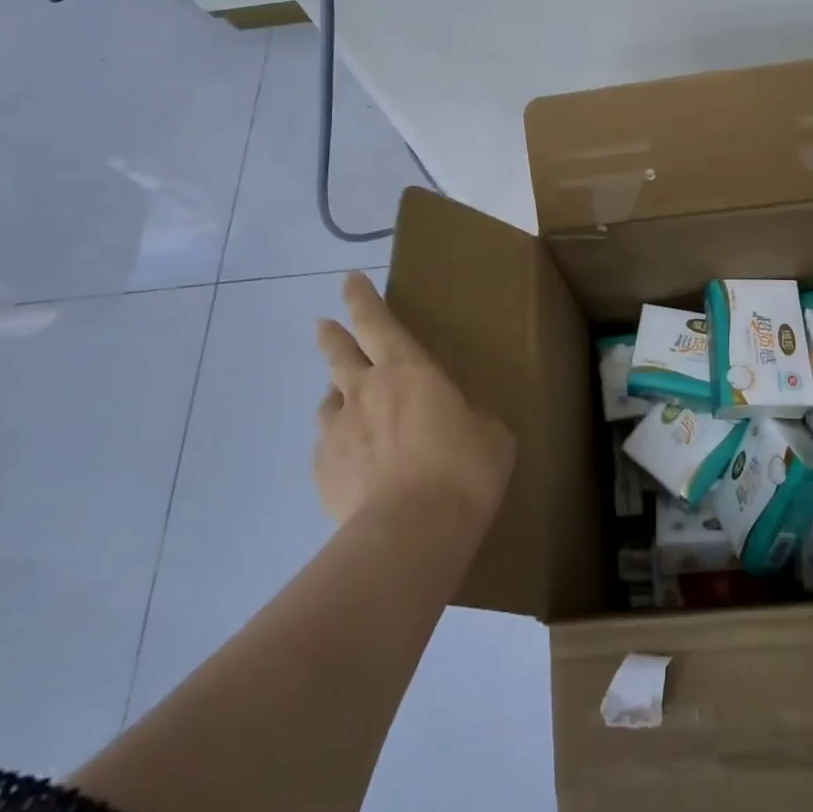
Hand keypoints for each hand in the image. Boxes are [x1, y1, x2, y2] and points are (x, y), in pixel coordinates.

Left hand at [315, 272, 513, 527]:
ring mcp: (338, 432)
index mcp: (409, 371)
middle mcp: (365, 391)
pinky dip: (338, 447)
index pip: (379, 322)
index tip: (349, 280)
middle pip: (340, 353)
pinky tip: (351, 463)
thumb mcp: (490, 434)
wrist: (413, 531)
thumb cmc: (463, 469)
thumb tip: (459, 424)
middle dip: (333, 335)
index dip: (363, 299)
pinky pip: (328, 449)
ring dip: (336, 396)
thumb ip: (469, 419)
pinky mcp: (322, 472)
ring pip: (328, 402)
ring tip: (344, 402)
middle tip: (324, 325)